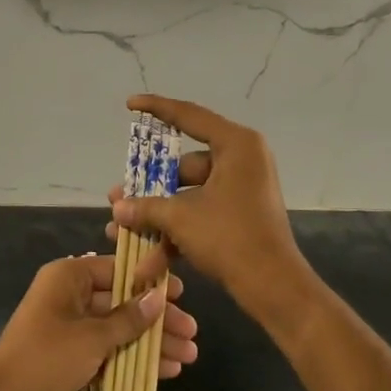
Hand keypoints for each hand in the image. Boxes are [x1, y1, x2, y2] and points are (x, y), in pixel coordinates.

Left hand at [0, 254, 199, 390]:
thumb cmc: (45, 358)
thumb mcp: (91, 337)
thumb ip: (128, 319)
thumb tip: (158, 298)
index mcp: (68, 278)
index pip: (117, 270)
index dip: (150, 282)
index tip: (181, 294)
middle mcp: (71, 298)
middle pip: (123, 302)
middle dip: (157, 319)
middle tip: (191, 332)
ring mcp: (73, 330)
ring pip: (121, 330)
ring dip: (152, 343)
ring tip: (188, 356)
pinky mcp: (75, 359)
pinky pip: (112, 352)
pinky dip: (136, 360)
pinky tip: (166, 371)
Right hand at [106, 94, 312, 315]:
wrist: (273, 287)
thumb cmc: (230, 237)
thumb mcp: (181, 217)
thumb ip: (146, 207)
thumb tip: (117, 207)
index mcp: (236, 145)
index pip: (189, 116)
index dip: (156, 108)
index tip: (130, 104)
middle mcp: (242, 159)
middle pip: (184, 166)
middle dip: (149, 189)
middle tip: (118, 197)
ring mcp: (241, 189)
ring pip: (189, 195)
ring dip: (158, 216)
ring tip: (122, 231)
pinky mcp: (240, 215)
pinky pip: (201, 213)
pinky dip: (177, 233)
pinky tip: (148, 262)